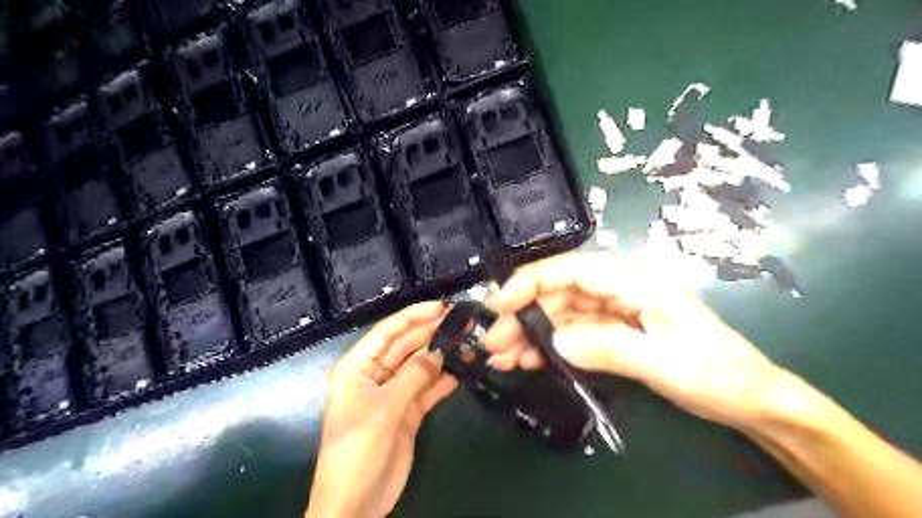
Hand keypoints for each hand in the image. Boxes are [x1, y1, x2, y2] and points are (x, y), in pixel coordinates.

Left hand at [304, 302, 455, 514]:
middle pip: (406, 345)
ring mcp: (393, 393)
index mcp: (358, 367)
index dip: (414, 316)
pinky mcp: (408, 411)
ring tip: (467, 340)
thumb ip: (413, 377)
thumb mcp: (384, 409)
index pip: (388, 331)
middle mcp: (375, 374)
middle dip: (432, 332)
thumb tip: (439, 353)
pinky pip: (428, 388)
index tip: (441, 306)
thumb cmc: (357, 450)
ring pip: (420, 365)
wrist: (356, 504)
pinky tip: (462, 369)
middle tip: (461, 320)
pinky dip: (444, 380)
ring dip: (441, 354)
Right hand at [484, 252, 800, 430]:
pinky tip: (529, 360)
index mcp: (636, 279)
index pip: (573, 269)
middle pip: (560, 292)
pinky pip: (573, 333)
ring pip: (561, 313)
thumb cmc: (718, 374)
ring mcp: (615, 309)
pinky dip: (549, 346)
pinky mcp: (613, 329)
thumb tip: (555, 342)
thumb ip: (609, 348)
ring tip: (504, 358)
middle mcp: (620, 287)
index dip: (531, 281)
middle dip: (524, 315)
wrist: (750, 398)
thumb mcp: (666, 363)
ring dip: (531, 334)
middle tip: (495, 344)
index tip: (500, 304)